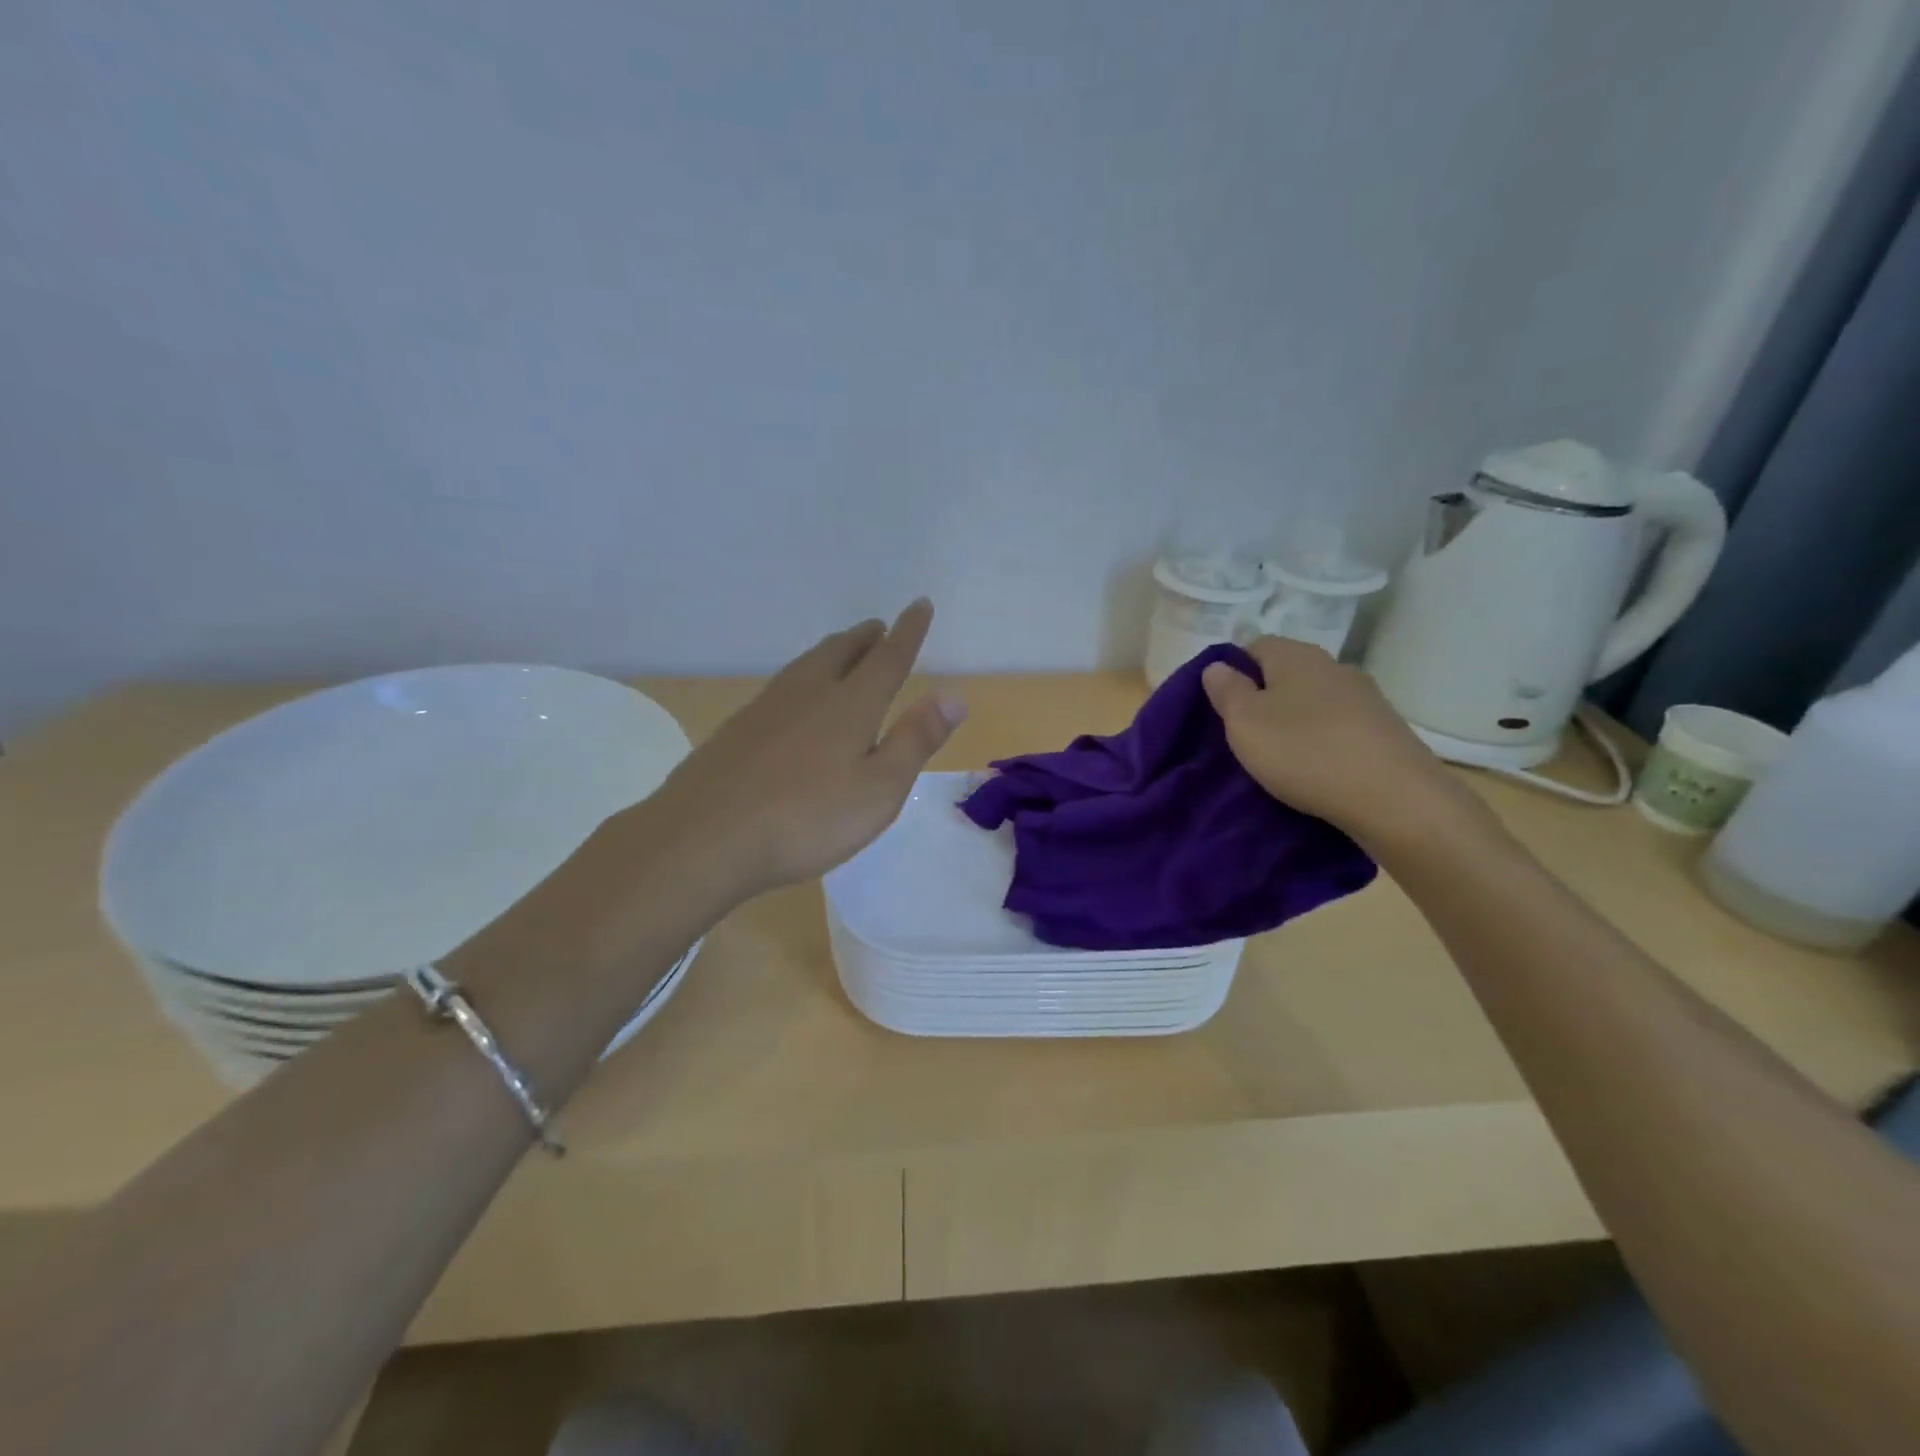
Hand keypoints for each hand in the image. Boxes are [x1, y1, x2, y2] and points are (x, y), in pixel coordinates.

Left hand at [647, 599, 965, 900]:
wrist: (704, 836)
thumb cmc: (807, 818)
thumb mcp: (879, 788)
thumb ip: (916, 740)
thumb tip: (953, 695)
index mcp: (850, 705)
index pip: (888, 658)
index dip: (908, 631)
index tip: (920, 604)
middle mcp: (809, 693)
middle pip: (841, 652)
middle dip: (865, 638)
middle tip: (879, 627)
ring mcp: (767, 708)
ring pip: (807, 664)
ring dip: (832, 651)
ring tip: (843, 650)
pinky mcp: (737, 729)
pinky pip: (782, 686)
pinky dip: (802, 677)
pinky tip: (795, 698)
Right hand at [1201, 637, 1482, 848]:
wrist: (1394, 798)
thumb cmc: (1304, 752)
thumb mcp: (1245, 722)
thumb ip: (1226, 691)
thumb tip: (1218, 666)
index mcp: (1296, 656)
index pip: (1255, 645)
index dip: (1234, 670)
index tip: (1222, 705)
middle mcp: (1334, 666)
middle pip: (1288, 673)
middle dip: (1266, 697)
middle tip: (1247, 733)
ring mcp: (1366, 697)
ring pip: (1316, 700)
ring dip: (1297, 720)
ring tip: (1281, 755)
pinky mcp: (1386, 730)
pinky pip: (1341, 726)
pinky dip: (1324, 740)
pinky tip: (1318, 767)